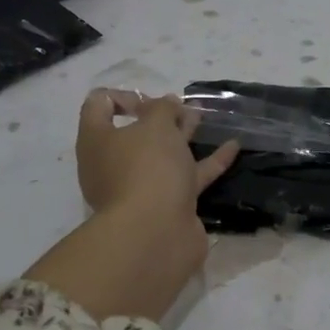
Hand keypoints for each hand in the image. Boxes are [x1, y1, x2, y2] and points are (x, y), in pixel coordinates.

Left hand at [25, 92, 241, 322]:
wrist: (156, 233)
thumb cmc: (146, 168)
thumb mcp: (155, 125)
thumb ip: (162, 109)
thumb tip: (165, 105)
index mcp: (97, 141)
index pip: (99, 105)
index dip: (124, 95)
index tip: (151, 100)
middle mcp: (113, 164)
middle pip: (134, 133)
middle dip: (160, 116)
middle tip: (183, 106)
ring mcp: (140, 188)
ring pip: (162, 155)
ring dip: (182, 135)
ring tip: (204, 117)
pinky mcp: (167, 206)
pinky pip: (188, 177)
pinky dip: (209, 161)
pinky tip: (232, 147)